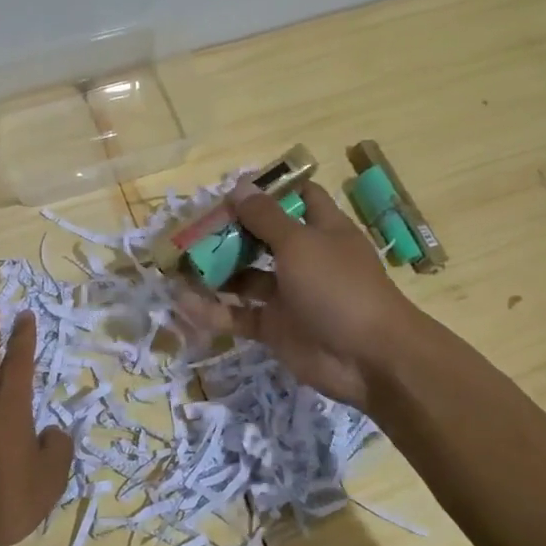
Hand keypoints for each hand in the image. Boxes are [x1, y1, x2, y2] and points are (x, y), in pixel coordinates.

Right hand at [177, 181, 420, 408]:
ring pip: (245, 278)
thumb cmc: (338, 287)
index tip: (232, 189)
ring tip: (177, 264)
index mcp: (321, 230)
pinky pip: (238, 315)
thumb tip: (239, 186)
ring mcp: (288, 295)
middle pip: (261, 237)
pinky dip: (213, 311)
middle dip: (228, 232)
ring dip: (215, 271)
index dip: (268, 191)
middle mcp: (304, 259)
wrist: (369, 359)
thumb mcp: (300, 244)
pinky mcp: (275, 328)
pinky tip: (183, 303)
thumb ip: (266, 217)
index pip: (297, 198)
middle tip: (191, 228)